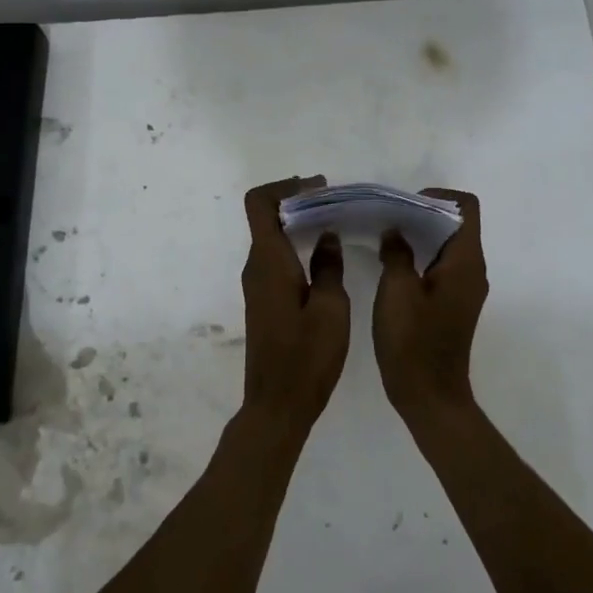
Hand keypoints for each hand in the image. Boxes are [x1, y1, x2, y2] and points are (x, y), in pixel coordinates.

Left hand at [240, 176, 349, 426]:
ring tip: (336, 226)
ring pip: (272, 239)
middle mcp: (256, 268)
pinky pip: (276, 260)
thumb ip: (329, 267)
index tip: (319, 189)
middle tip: (337, 204)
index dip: (285, 186)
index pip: (259, 203)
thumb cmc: (306, 358)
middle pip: (266, 217)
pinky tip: (325, 259)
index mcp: (269, 262)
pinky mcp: (263, 302)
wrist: (277, 406)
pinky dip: (297, 248)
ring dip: (298, 225)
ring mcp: (257, 286)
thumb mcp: (330, 309)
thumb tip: (326, 237)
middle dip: (298, 202)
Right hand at [374, 188, 486, 419]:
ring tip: (383, 236)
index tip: (404, 204)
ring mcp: (464, 289)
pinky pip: (440, 267)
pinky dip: (419, 257)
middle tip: (386, 217)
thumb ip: (396, 253)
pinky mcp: (452, 305)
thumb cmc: (413, 341)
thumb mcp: (396, 291)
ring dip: (418, 236)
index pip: (466, 208)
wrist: (429, 395)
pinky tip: (390, 264)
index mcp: (465, 262)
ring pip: (446, 246)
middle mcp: (471, 271)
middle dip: (422, 214)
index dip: (437, 197)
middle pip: (455, 224)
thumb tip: (395, 232)